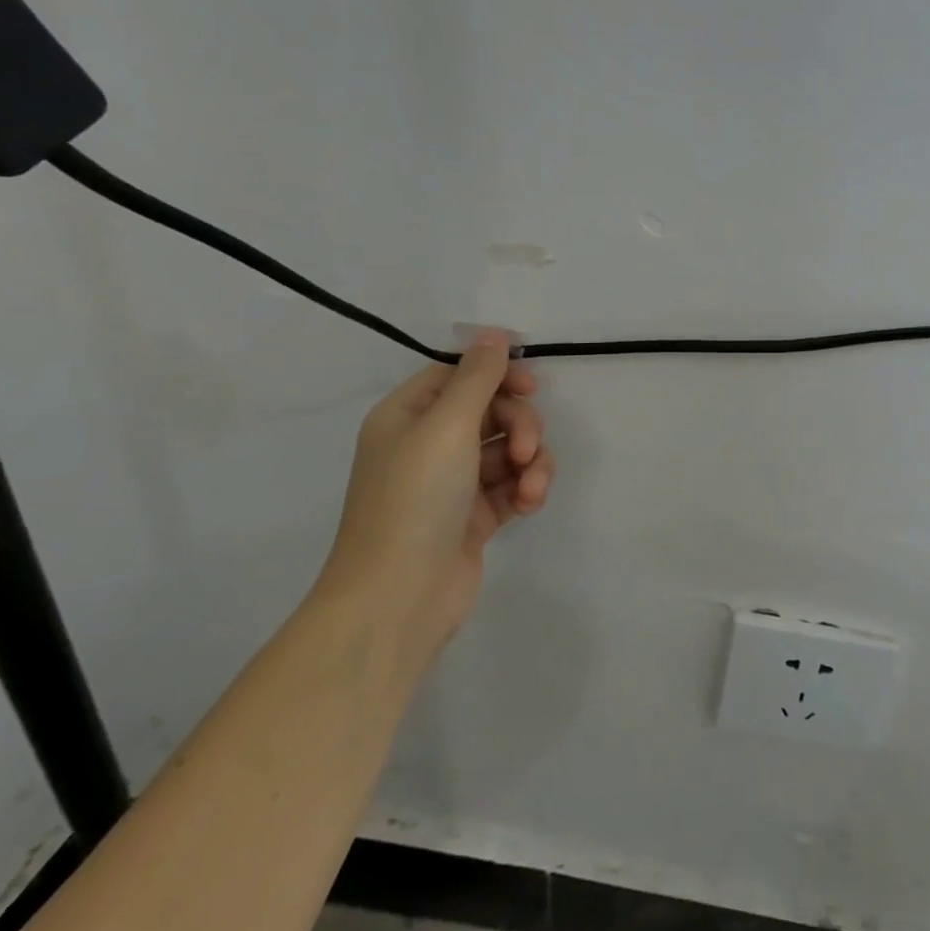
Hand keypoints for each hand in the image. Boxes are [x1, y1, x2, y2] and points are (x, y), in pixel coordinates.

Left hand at [318, 330, 553, 665]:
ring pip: (508, 449)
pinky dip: (526, 488)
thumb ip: (477, 377)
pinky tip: (529, 503)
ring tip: (531, 485)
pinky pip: (511, 484)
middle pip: (491, 411)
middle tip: (526, 448)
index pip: (459, 376)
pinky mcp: (474, 517)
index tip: (530, 387)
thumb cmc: (415, 499)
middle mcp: (427, 445)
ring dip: (530, 460)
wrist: (398, 598)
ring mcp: (452, 483)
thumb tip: (494, 332)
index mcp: (408, 416)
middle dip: (519, 425)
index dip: (497, 376)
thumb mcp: (447, 425)